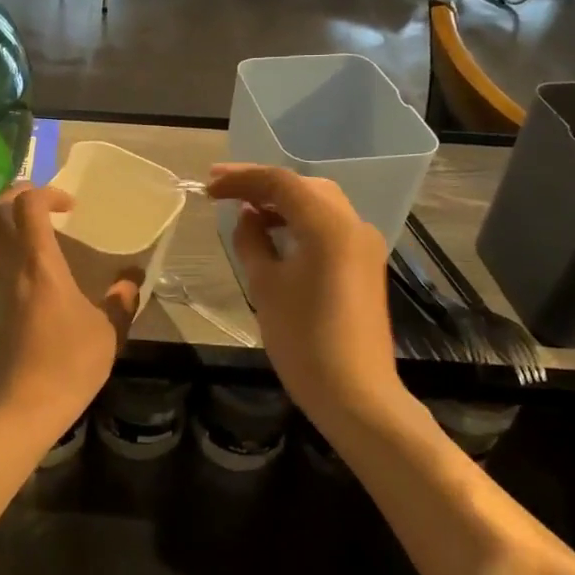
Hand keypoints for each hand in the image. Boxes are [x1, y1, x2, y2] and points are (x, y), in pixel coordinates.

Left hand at [0, 184, 138, 435]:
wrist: (19, 408)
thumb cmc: (67, 366)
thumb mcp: (108, 333)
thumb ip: (121, 301)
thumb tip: (132, 279)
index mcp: (38, 264)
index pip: (28, 205)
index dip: (47, 193)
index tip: (71, 206)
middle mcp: (9, 267)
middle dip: (16, 195)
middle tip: (44, 204)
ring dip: (3, 222)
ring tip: (30, 230)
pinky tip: (23, 267)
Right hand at [206, 164, 402, 416]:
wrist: (356, 395)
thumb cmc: (303, 340)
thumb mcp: (265, 286)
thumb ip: (252, 241)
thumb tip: (248, 217)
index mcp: (329, 226)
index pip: (280, 183)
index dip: (241, 179)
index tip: (209, 186)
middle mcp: (353, 224)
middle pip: (304, 186)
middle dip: (262, 184)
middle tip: (222, 189)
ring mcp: (364, 244)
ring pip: (319, 204)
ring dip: (281, 202)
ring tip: (243, 208)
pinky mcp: (365, 264)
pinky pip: (329, 226)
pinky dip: (300, 221)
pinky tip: (274, 233)